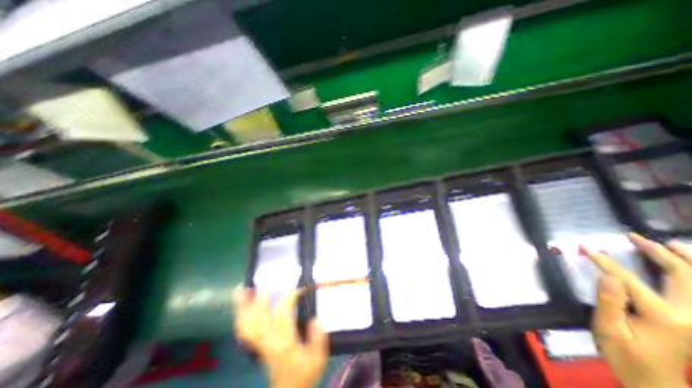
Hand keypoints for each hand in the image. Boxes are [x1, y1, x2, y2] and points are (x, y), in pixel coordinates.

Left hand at [234, 289, 327, 387]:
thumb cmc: (305, 373)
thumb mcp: (318, 357)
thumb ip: (318, 337)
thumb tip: (314, 318)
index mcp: (284, 342)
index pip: (283, 313)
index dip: (290, 296)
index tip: (301, 288)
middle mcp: (268, 341)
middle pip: (257, 318)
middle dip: (259, 299)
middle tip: (263, 282)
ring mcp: (258, 344)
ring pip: (245, 324)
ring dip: (241, 307)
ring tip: (242, 289)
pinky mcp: (255, 346)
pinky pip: (243, 330)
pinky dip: (240, 316)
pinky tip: (241, 306)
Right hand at [583, 234, 691, 387]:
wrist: (656, 383)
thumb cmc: (626, 355)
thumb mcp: (609, 329)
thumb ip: (609, 302)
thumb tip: (607, 275)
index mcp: (663, 317)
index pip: (627, 278)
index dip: (603, 260)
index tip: (585, 246)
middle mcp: (689, 315)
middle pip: (683, 276)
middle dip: (658, 253)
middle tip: (635, 237)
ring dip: (686, 260)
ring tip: (668, 243)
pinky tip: (687, 266)